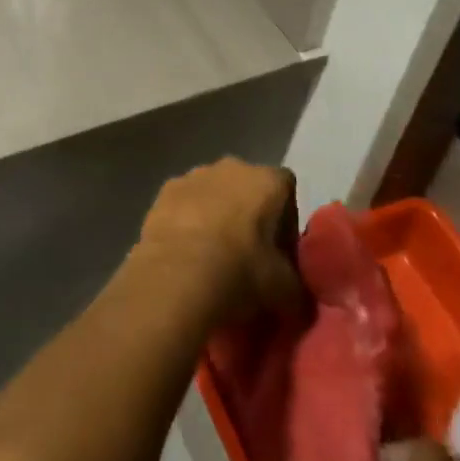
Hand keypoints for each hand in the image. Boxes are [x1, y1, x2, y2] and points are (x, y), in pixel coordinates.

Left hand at [132, 158, 300, 326]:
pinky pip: (184, 202)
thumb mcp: (285, 290)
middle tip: (249, 253)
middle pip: (247, 185)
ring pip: (213, 192)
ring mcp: (193, 175)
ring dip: (216, 214)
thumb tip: (295, 294)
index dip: (286, 218)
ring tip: (213, 255)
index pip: (286, 188)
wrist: (176, 275)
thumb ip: (295, 284)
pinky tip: (186, 252)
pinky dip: (187, 220)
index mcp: (265, 180)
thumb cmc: (240, 272)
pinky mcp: (164, 190)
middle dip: (249, 213)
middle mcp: (230, 166)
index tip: (281, 250)